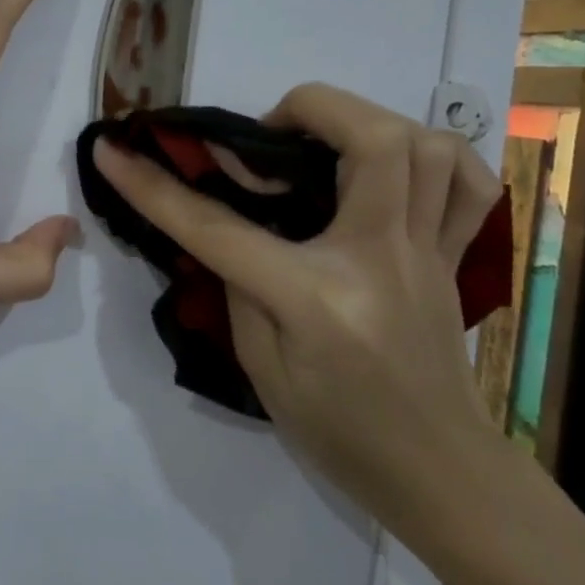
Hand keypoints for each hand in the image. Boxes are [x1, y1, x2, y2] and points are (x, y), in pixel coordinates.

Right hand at [92, 84, 504, 542]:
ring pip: (429, 147)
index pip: (219, 227)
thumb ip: (238, 286)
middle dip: (309, 107)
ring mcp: (428, 253)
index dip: (153, 186)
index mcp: (316, 297)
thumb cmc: (339, 434)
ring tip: (324, 145)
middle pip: (371, 141)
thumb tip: (228, 225)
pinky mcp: (454, 257)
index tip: (112, 151)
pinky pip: (472, 185)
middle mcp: (380, 258)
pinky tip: (397, 168)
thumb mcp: (262, 370)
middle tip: (268, 133)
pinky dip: (436, 157)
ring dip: (369, 123)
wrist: (440, 476)